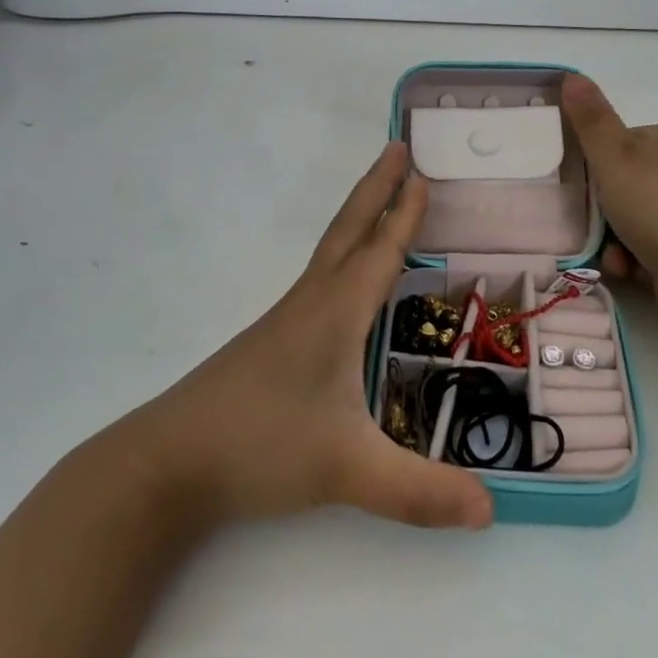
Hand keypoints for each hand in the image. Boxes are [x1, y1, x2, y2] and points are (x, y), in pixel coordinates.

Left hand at [124, 143, 493, 531]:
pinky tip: (345, 282)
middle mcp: (311, 304)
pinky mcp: (271, 343)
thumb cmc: (259, 447)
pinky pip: (318, 279)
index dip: (405, 214)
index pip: (379, 251)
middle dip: (377, 188)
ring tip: (380, 201)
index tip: (422, 172)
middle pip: (348, 231)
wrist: (166, 463)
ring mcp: (285, 322)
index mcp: (334, 314)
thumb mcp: (347, 472)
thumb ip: (420, 492)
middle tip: (398, 147)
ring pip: (330, 253)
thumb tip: (491, 509)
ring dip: (358, 218)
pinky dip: (342, 255)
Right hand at [562, 74, 657, 332]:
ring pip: (631, 221)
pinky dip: (634, 260)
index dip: (595, 165)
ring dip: (613, 240)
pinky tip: (630, 270)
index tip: (579, 185)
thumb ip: (591, 120)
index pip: (619, 143)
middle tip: (587, 223)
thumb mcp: (616, 158)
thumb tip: (571, 75)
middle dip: (602, 210)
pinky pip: (648, 249)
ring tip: (612, 254)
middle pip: (623, 185)